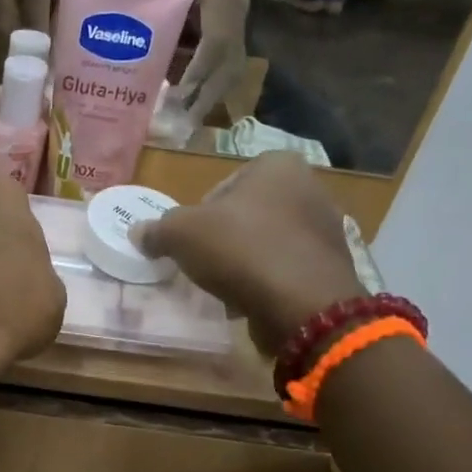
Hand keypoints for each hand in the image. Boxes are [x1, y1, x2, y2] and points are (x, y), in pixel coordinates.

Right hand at [136, 152, 365, 355]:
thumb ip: (158, 230)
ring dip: (245, 261)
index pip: (222, 186)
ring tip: (226, 286)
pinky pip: (286, 268)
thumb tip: (139, 233)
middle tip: (204, 263)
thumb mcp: (181, 234)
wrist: (303, 305)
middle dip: (224, 238)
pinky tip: (251, 300)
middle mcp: (309, 187)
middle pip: (246, 214)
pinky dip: (267, 281)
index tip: (190, 242)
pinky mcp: (332, 265)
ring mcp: (326, 228)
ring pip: (267, 242)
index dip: (199, 215)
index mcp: (277, 165)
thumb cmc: (241, 250)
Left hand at [173, 0, 248, 117]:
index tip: (180, 90)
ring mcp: (241, 27)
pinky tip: (192, 111)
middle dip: (206, 95)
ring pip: (232, 71)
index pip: (217, 38)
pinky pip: (229, 71)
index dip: (200, 67)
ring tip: (187, 124)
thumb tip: (123, 25)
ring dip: (210, 100)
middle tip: (183, 121)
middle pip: (229, 62)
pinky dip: (211, 92)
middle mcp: (237, 11)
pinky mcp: (237, 39)